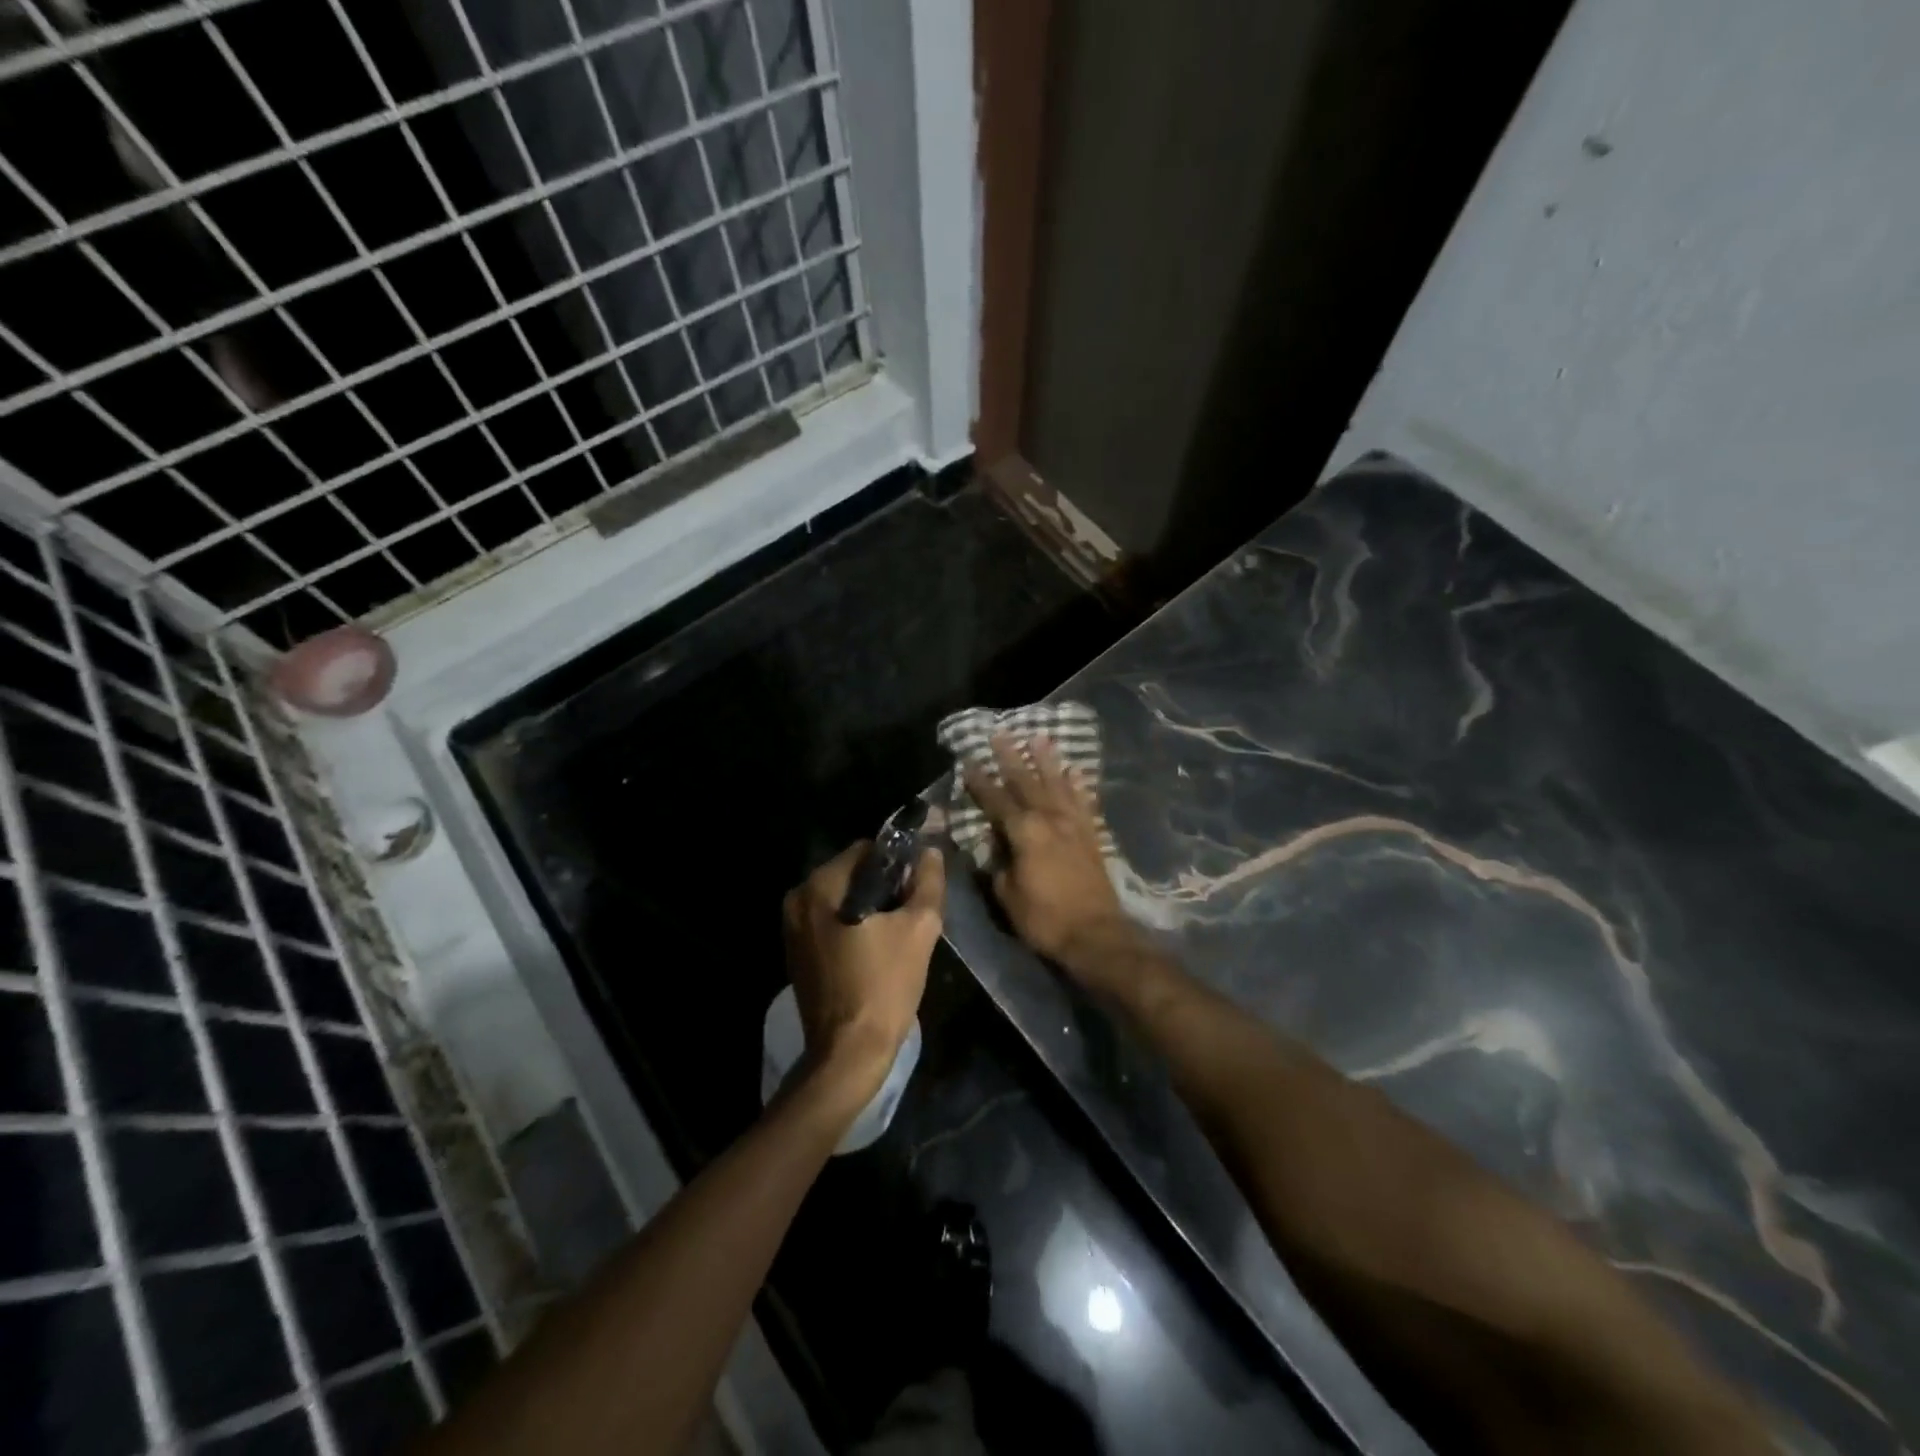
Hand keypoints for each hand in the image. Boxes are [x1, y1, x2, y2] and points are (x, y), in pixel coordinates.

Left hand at [782, 841, 944, 1103]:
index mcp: (821, 885)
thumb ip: (928, 883)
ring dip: (869, 908)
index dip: (898, 862)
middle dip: (884, 887)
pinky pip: (830, 923)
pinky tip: (876, 950)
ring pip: (842, 899)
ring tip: (897, 933)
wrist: (848, 1053)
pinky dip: (853, 927)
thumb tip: (930, 852)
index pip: (867, 849)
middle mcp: (798, 899)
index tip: (918, 885)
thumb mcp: (920, 928)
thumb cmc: (884, 985)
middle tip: (911, 912)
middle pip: (852, 874)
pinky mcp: (796, 953)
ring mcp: (792, 928)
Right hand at [962, 734, 1137, 976]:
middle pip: (1027, 781)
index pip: (996, 800)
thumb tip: (992, 845)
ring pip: (1058, 784)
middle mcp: (1049, 819)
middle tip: (1001, 733)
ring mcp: (1074, 825)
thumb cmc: (1044, 918)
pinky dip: (1078, 785)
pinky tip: (1075, 771)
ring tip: (1040, 738)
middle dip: (1011, 757)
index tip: (968, 761)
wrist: (1095, 934)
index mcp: (1024, 832)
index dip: (980, 781)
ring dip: (1047, 760)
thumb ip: (997, 864)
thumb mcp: (1007, 895)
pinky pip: (1084, 802)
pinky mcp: (1091, 835)